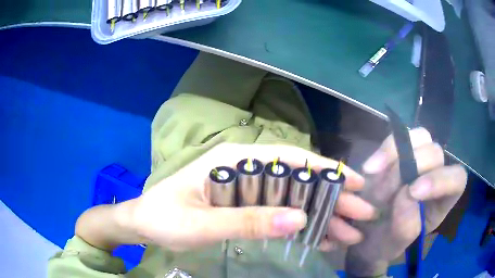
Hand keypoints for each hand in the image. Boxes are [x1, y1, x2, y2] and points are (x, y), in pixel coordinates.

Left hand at [129, 143, 376, 250]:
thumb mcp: (201, 223)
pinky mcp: (246, 206)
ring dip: (324, 217)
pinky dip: (303, 227)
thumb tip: (299, 220)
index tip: (356, 184)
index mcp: (233, 159)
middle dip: (334, 199)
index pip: (289, 158)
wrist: (144, 224)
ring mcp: (248, 188)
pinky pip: (282, 213)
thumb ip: (247, 221)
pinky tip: (324, 239)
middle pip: (299, 180)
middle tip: (363, 215)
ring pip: (295, 199)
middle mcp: (246, 168)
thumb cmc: (165, 218)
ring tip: (350, 234)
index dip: (326, 170)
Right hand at [345, 128, 467, 276]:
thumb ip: (406, 227)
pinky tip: (370, 169)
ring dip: (395, 155)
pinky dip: (384, 151)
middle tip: (383, 193)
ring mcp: (419, 159)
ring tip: (373, 175)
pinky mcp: (400, 151)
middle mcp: (435, 174)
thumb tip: (408, 194)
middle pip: (436, 153)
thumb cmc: (384, 242)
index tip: (413, 192)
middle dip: (409, 169)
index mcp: (442, 200)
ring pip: (420, 137)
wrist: (365, 231)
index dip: (440, 180)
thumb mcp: (393, 245)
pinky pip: (397, 138)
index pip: (456, 179)